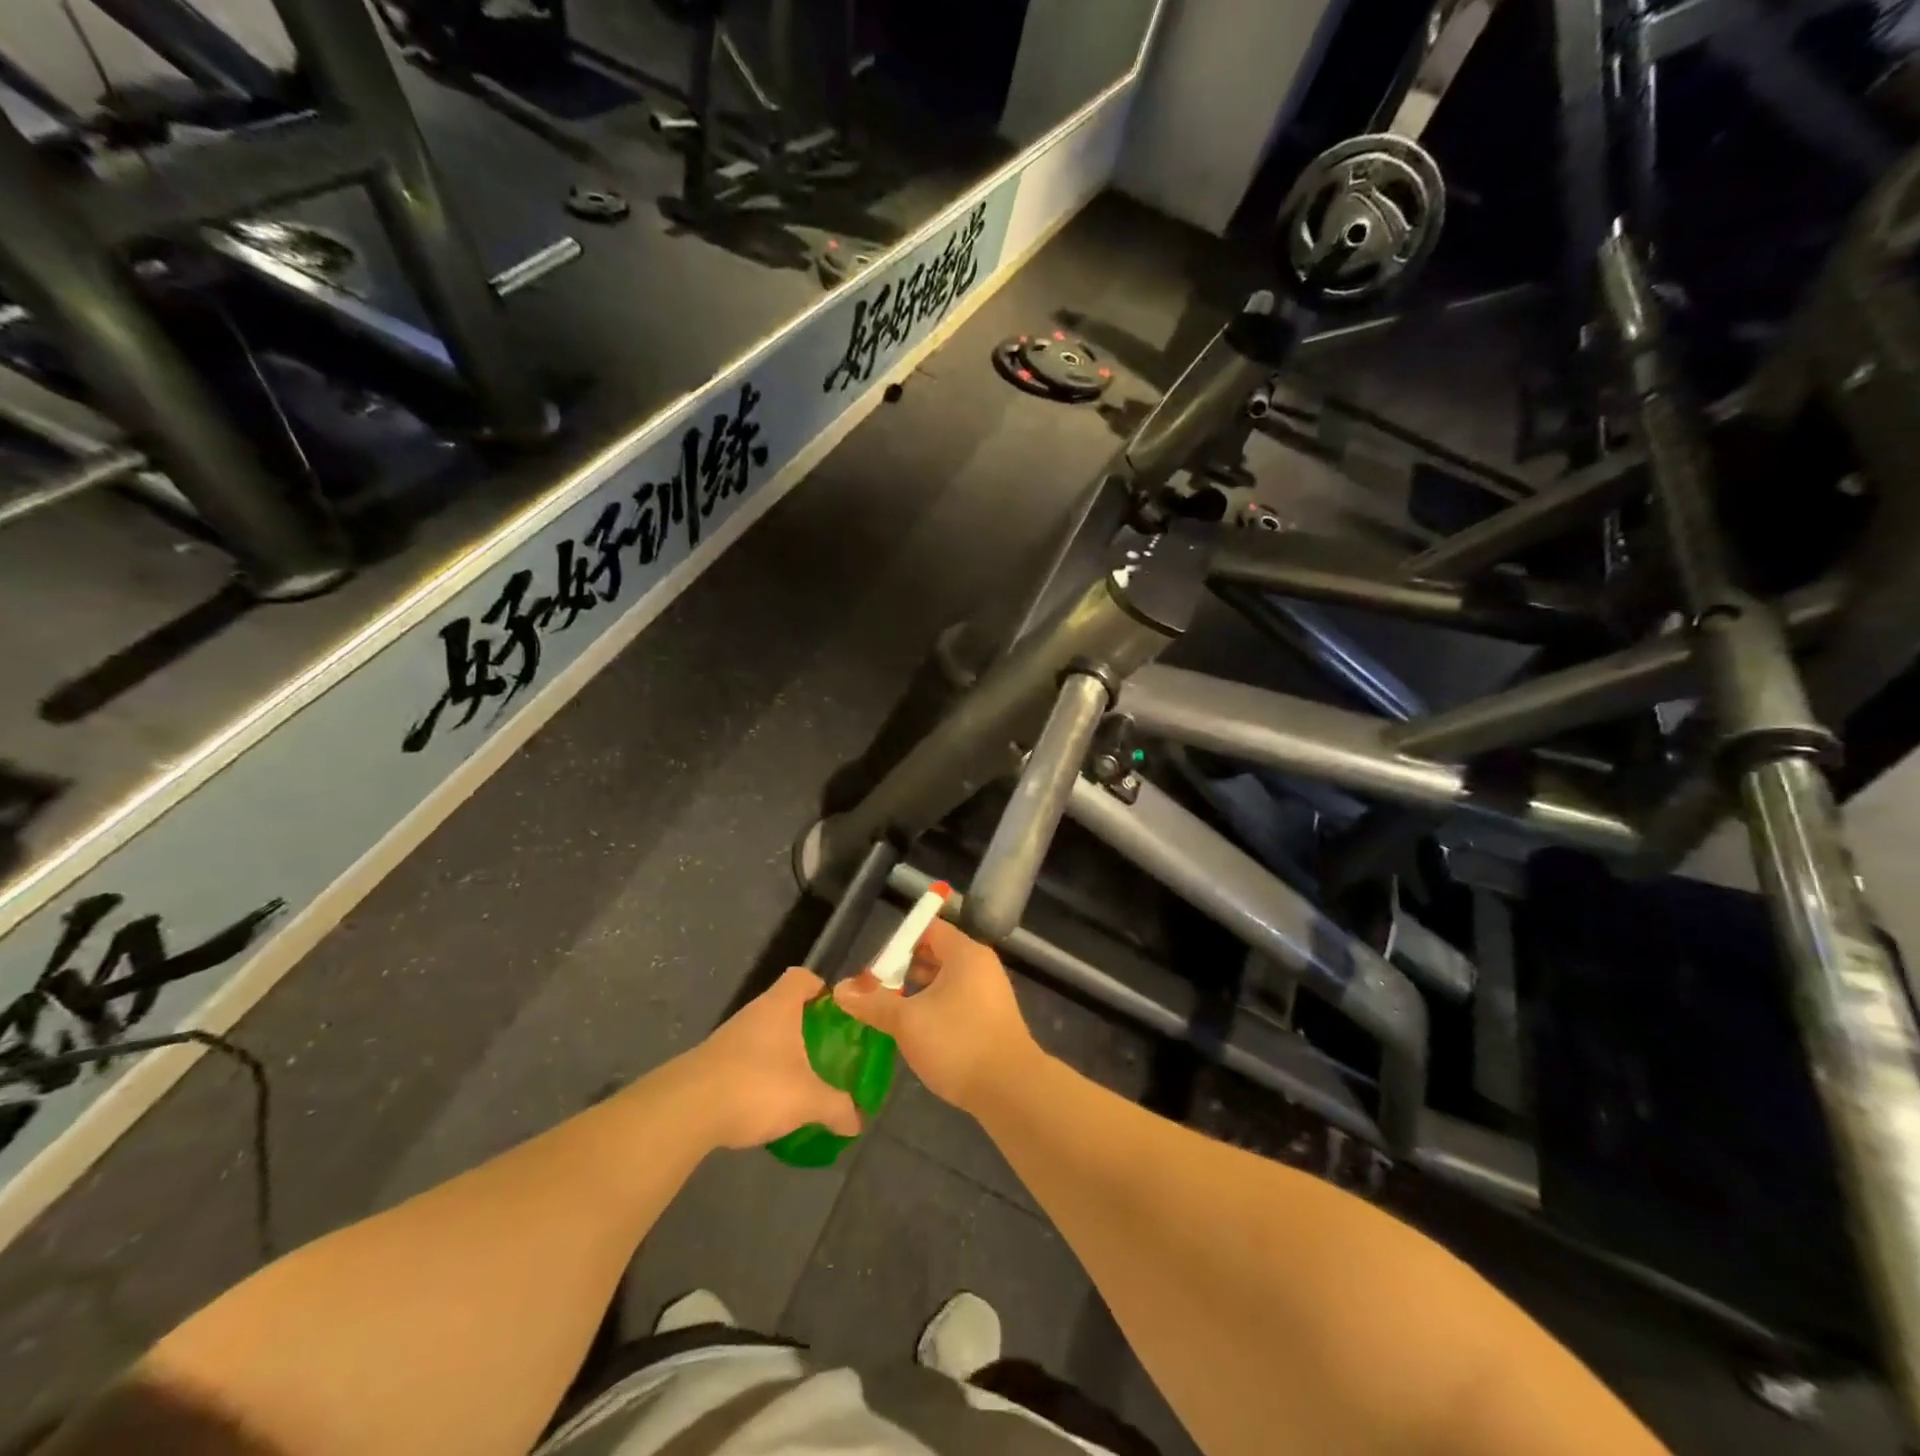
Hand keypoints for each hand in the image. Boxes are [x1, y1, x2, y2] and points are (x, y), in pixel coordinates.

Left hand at [679, 968, 861, 1149]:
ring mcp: (727, 1038)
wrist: (686, 1111)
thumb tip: (858, 1121)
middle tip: (824, 1051)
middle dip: (804, 1027)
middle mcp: (753, 1014)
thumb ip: (837, 1108)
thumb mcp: (807, 1100)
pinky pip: (743, 1060)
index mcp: (779, 1006)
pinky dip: (757, 1075)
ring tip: (798, 1081)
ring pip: (762, 1035)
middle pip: (783, 1007)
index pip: (802, 977)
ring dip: (779, 1053)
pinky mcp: (709, 1064)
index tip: (835, 1012)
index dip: (820, 988)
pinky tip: (766, 1103)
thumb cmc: (756, 1086)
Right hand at [833, 918, 1038, 1112]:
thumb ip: (873, 1003)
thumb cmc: (957, 1042)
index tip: (874, 967)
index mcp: (965, 954)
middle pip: (936, 954)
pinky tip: (917, 1032)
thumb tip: (840, 990)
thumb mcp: (907, 1021)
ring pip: (946, 981)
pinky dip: (935, 1008)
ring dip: (918, 993)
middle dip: (904, 970)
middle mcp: (980, 966)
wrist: (1010, 1089)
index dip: (898, 943)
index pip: (928, 930)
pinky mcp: (992, 1018)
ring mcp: (989, 993)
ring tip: (890, 1013)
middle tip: (876, 992)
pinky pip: (957, 1001)